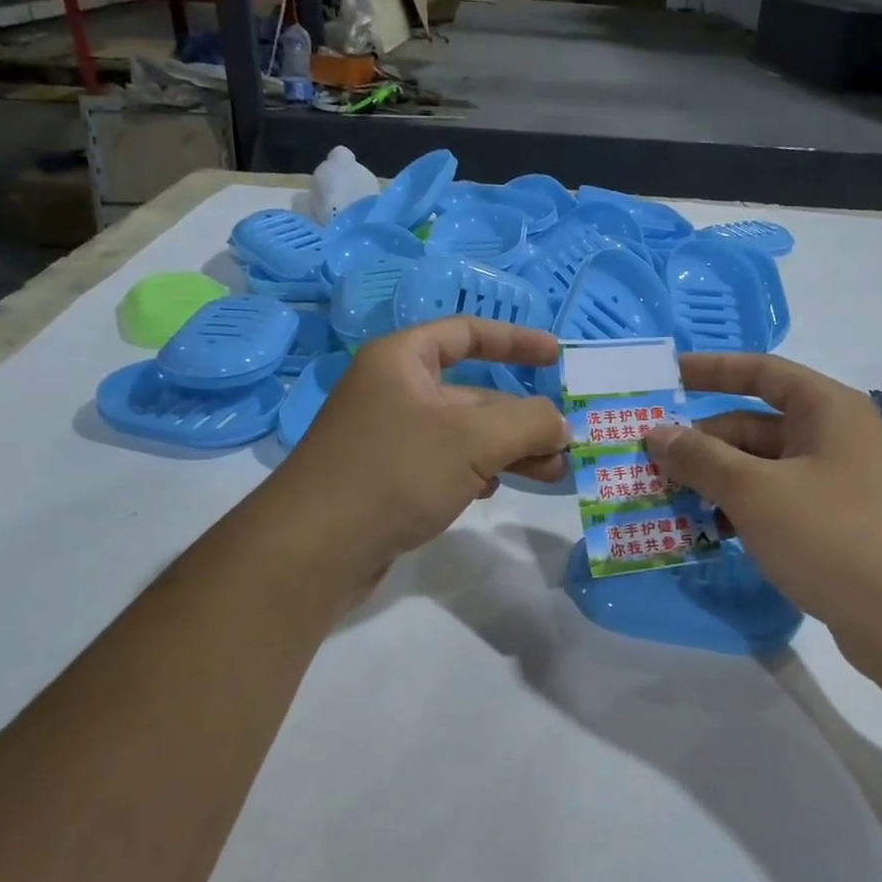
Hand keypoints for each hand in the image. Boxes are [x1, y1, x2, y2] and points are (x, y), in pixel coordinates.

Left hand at [257, 318, 570, 589]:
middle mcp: (394, 391)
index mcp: (403, 360)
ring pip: (463, 434)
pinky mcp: (389, 480)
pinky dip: (476, 471)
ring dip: (509, 449)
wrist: (314, 549)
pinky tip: (492, 491)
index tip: (557, 356)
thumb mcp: (472, 440)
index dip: (515, 340)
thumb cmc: (395, 472)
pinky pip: (445, 464)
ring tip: (551, 473)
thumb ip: (528, 423)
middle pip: (473, 393)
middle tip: (567, 443)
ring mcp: (389, 438)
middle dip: (522, 416)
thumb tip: (562, 425)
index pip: (466, 333)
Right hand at [644, 353, 881, 640]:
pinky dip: (735, 512)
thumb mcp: (755, 491)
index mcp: (824, 409)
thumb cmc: (832, 535)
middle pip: (750, 426)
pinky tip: (702, 533)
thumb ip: (700, 458)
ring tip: (662, 501)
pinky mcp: (828, 525)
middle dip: (699, 443)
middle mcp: (829, 438)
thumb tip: (656, 434)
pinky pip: (769, 503)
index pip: (759, 372)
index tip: (664, 376)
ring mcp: (831, 484)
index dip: (710, 369)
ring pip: (756, 469)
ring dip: (711, 482)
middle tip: (645, 461)